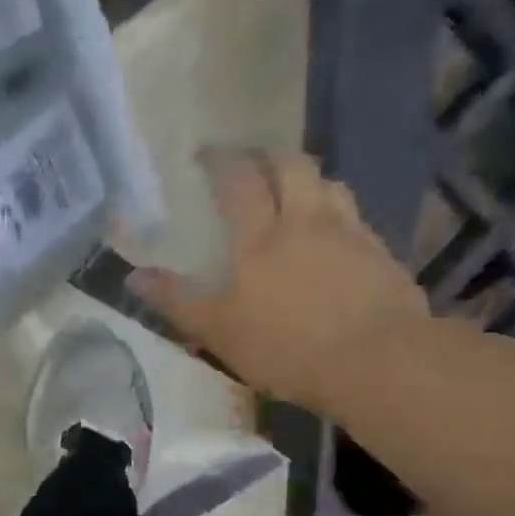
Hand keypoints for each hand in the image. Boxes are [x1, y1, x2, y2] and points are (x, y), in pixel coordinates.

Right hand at [133, 148, 429, 413]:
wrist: (379, 361)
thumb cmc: (287, 346)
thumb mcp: (218, 331)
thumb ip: (176, 301)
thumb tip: (132, 277)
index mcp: (261, 236)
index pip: (239, 180)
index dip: (221, 161)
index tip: (206, 154)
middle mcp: (306, 220)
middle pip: (292, 166)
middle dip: (268, 156)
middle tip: (251, 163)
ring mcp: (350, 233)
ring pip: (329, 184)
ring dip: (307, 179)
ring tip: (294, 192)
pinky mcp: (381, 254)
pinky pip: (354, 217)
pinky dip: (336, 213)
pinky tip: (331, 237)